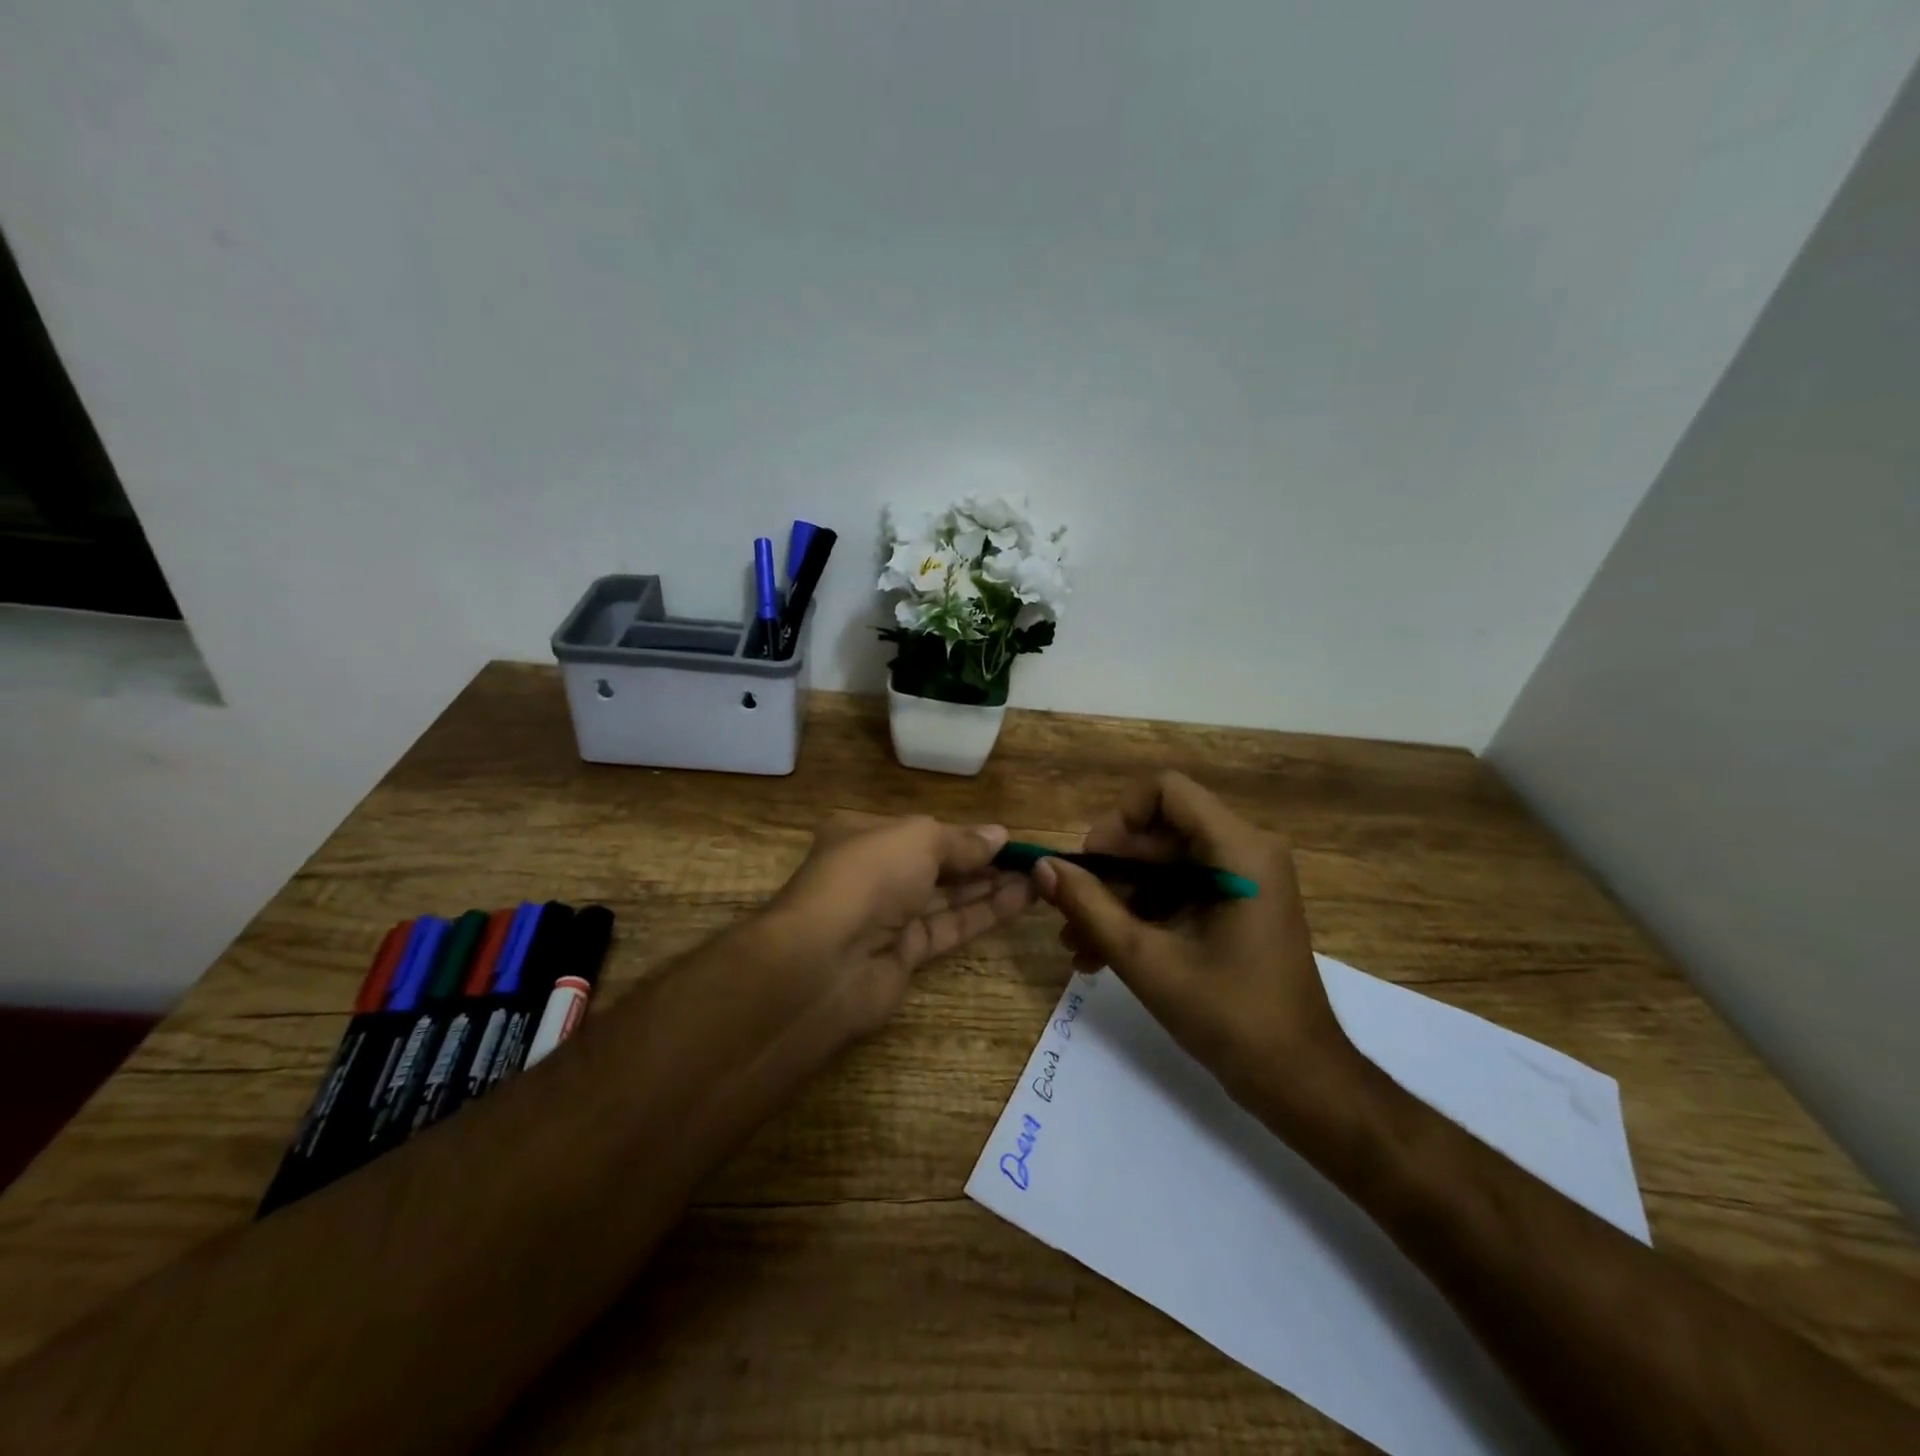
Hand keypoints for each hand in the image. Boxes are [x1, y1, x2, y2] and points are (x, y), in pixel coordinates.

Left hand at [770, 812, 1035, 1036]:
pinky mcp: (905, 954)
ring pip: (947, 898)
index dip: (963, 835)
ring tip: (1038, 878)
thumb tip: (999, 835)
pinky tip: (1021, 901)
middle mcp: (875, 874)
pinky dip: (984, 914)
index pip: (921, 832)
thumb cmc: (868, 877)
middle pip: (937, 865)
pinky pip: (950, 927)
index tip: (1006, 838)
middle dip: (982, 861)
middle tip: (1031, 860)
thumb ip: (961, 840)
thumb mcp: (918, 839)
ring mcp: (889, 917)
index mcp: (864, 835)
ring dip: (991, 887)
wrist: (825, 962)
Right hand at [1032, 772, 1358, 1121]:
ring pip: (1162, 866)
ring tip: (1073, 942)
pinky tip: (1098, 956)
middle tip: (1068, 910)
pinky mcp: (1235, 908)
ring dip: (1116, 899)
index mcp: (1238, 851)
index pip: (1166, 791)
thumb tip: (1041, 867)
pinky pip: (1177, 892)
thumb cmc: (1228, 1015)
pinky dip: (1139, 916)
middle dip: (1108, 870)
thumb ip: (1089, 907)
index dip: (1119, 818)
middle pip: (1159, 832)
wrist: (1297, 1081)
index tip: (1089, 863)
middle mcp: (1245, 852)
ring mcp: (1242, 881)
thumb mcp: (1146, 959)